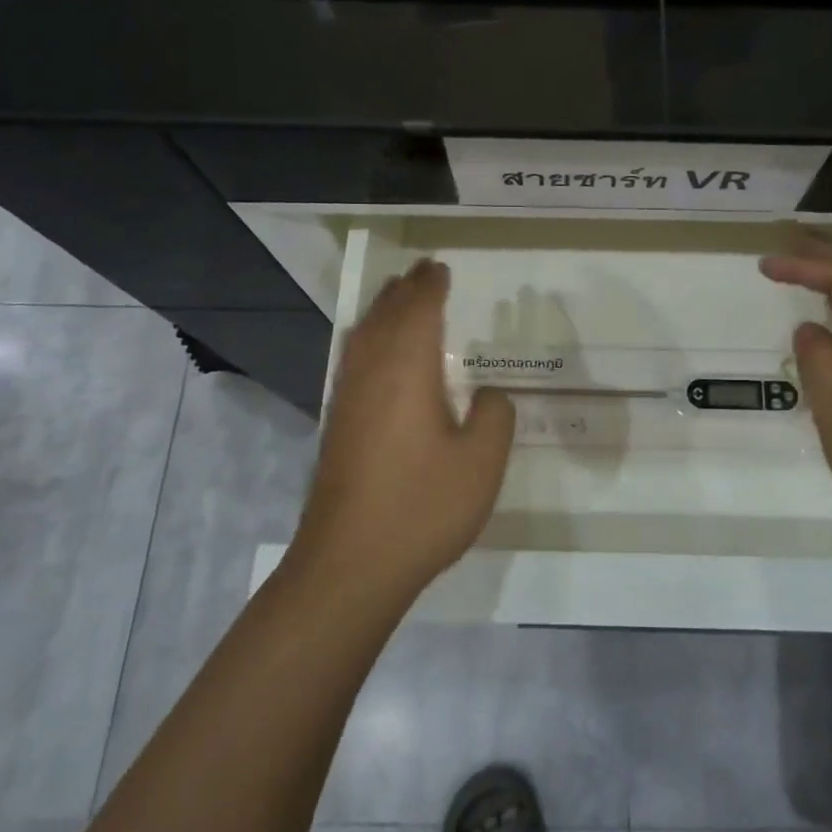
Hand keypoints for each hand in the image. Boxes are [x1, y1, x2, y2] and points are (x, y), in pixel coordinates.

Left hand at [293, 260, 515, 604]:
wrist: (350, 564)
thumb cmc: (422, 506)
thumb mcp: (482, 462)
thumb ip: (494, 416)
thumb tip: (487, 394)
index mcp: (407, 368)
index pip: (419, 310)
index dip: (431, 286)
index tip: (440, 267)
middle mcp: (371, 373)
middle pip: (386, 315)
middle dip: (405, 290)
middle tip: (422, 271)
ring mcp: (348, 399)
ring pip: (363, 335)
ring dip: (382, 310)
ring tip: (397, 297)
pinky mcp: (337, 425)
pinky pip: (353, 359)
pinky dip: (368, 338)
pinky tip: (374, 353)